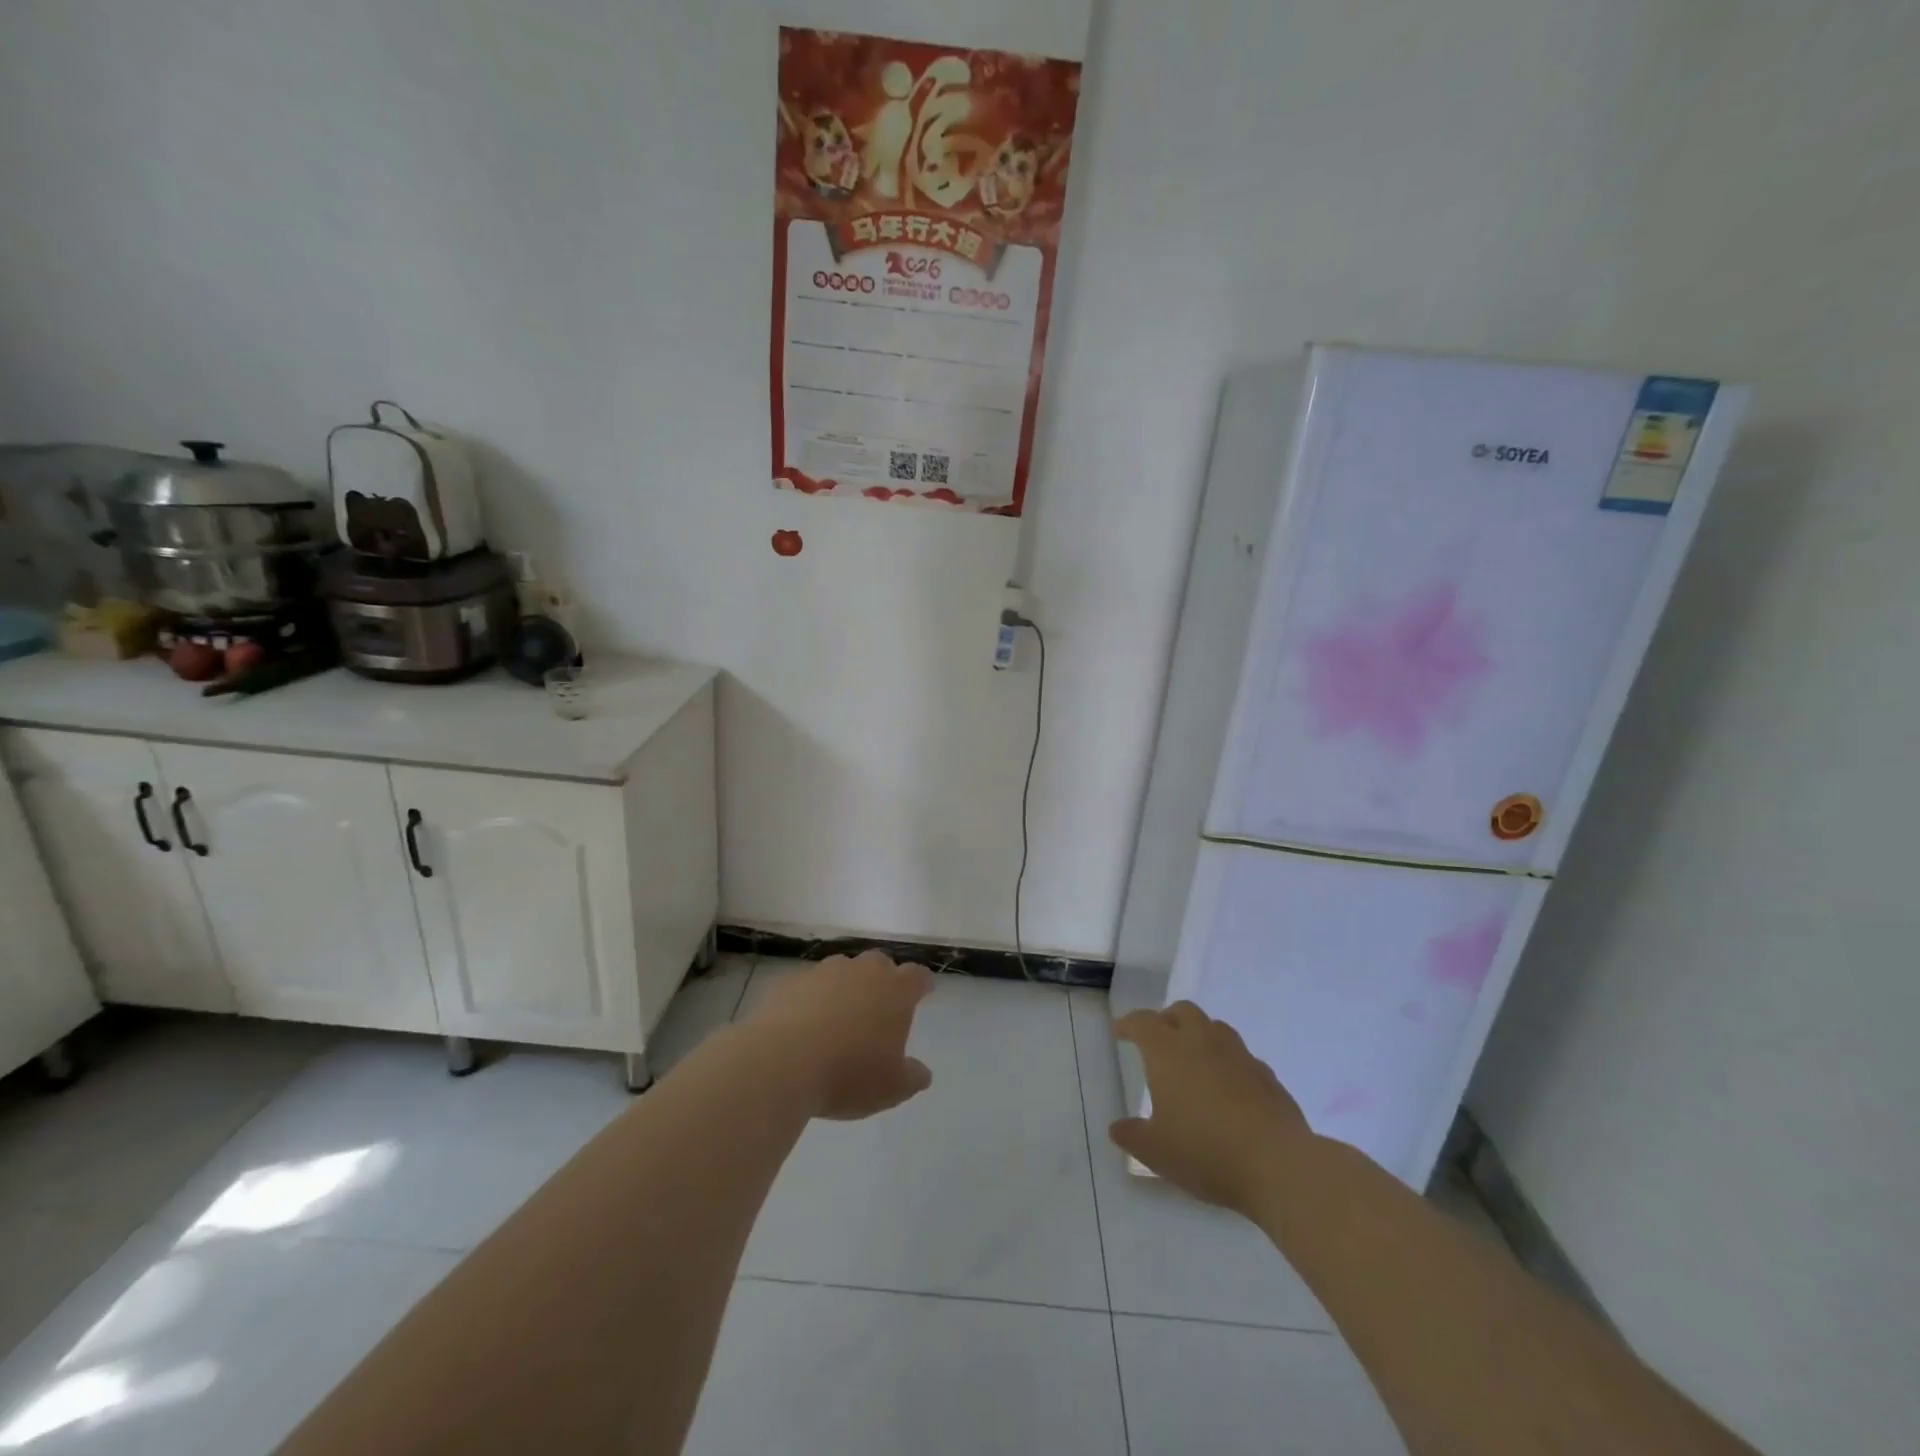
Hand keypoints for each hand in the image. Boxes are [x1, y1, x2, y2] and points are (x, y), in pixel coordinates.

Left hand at [747, 952, 934, 1119]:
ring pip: (841, 970)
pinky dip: (810, 999)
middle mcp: (861, 971)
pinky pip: (807, 986)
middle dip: (882, 980)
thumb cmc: (848, 1074)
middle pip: (879, 963)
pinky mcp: (789, 982)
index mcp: (894, 990)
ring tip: (838, 1018)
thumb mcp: (891, 1088)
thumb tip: (922, 1073)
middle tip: (878, 1008)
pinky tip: (803, 1026)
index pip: (917, 976)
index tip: (922, 993)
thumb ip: (912, 1077)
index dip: (920, 984)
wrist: (780, 1063)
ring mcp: (823, 973)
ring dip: (844, 987)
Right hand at [1110, 1001, 1311, 1215]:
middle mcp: (1202, 1042)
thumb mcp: (1156, 1151)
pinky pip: (1242, 1057)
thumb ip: (1133, 1136)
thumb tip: (1117, 1128)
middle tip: (1159, 1040)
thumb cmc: (1205, 1151)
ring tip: (1194, 1060)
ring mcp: (1239, 1056)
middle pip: (1182, 1011)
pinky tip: (1229, 1088)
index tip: (1119, 1031)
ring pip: (1215, 1028)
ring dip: (1200, 1035)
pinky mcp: (1267, 1076)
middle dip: (1167, 1020)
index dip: (1128, 1024)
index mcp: (1168, 1051)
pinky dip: (1228, 1063)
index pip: (1143, 1023)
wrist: (1277, 1164)